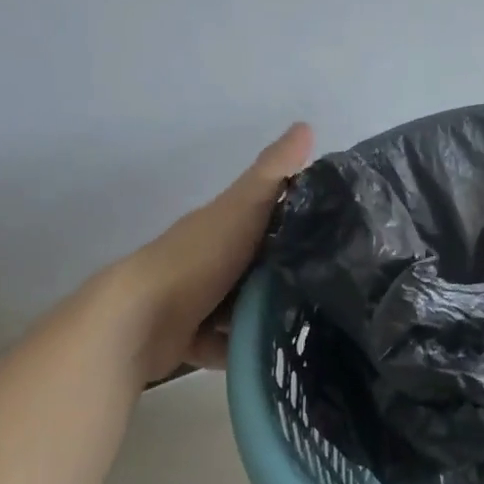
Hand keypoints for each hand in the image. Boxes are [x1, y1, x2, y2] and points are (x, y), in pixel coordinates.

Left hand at [109, 123, 313, 380]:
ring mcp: (198, 301)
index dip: (300, 221)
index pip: (267, 217)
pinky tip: (274, 358)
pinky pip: (226, 345)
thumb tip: (306, 125)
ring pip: (244, 309)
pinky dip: (242, 350)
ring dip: (268, 318)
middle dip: (289, 277)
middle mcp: (210, 261)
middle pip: (259, 266)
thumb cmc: (198, 258)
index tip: (341, 235)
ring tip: (314, 329)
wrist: (142, 319)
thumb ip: (273, 173)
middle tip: (335, 291)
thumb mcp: (243, 207)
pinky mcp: (190, 338)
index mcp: (222, 226)